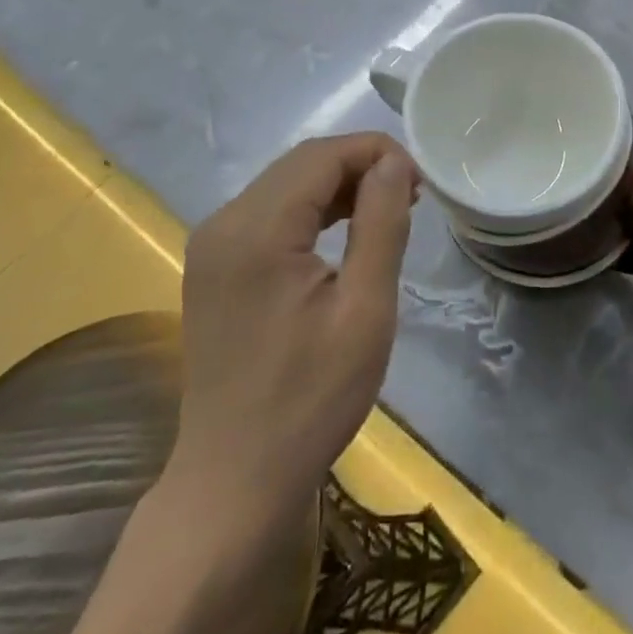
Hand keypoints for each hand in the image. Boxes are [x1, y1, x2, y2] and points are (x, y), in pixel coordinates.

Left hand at [167, 132, 418, 523]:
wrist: (235, 482)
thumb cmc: (310, 399)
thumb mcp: (365, 310)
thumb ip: (381, 224)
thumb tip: (393, 163)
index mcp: (256, 230)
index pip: (322, 156)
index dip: (376, 152)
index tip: (420, 180)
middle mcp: (224, 223)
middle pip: (301, 164)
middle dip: (360, 166)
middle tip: (410, 194)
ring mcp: (212, 244)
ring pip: (285, 184)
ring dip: (337, 185)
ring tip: (387, 208)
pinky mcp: (213, 265)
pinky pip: (269, 212)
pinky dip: (311, 209)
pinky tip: (343, 229)